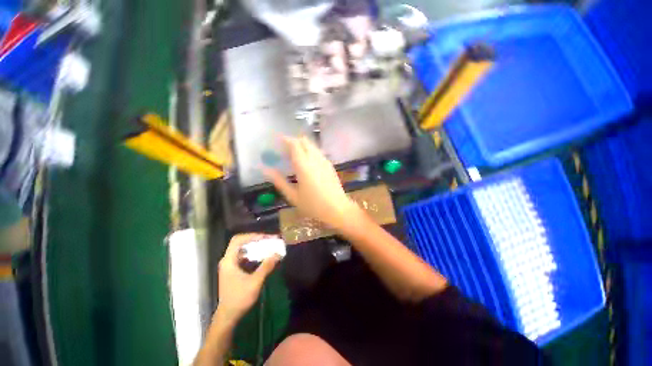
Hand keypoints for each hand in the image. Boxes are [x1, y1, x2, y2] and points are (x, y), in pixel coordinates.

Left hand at [217, 233, 280, 320]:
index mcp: (229, 260)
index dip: (252, 236)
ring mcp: (229, 265)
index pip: (238, 240)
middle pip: (241, 243)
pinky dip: (253, 253)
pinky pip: (244, 256)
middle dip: (256, 239)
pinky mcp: (233, 270)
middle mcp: (227, 260)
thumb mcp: (255, 282)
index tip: (266, 237)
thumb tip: (278, 253)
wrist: (228, 316)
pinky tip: (262, 256)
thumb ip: (266, 266)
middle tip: (269, 240)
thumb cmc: (239, 298)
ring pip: (243, 249)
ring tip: (268, 246)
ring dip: (255, 246)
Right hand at [263, 136, 361, 230]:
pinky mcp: (330, 165)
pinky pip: (318, 152)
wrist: (337, 209)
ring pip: (312, 146)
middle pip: (304, 141)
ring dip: (302, 145)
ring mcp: (324, 161)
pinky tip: (306, 162)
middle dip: (293, 141)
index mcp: (304, 165)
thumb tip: (265, 169)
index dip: (285, 139)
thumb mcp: (293, 195)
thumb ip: (279, 181)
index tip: (276, 140)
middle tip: (284, 149)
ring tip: (294, 155)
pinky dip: (310, 151)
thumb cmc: (313, 205)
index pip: (294, 144)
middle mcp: (315, 159)